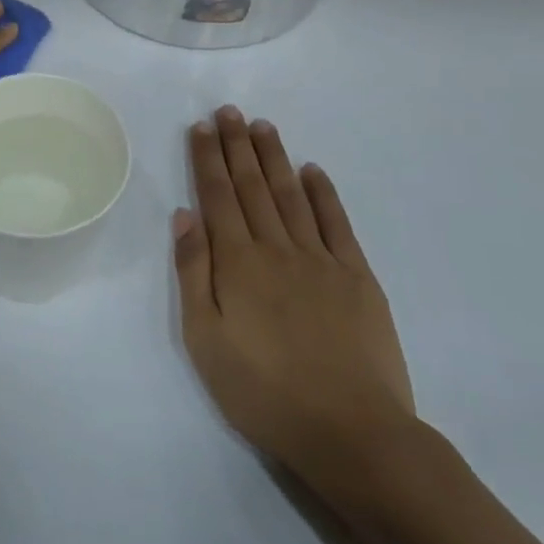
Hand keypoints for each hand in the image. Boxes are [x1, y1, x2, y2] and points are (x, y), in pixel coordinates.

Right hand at [173, 106, 417, 508]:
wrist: (351, 433)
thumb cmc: (263, 391)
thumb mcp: (205, 340)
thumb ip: (194, 273)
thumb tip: (186, 216)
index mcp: (238, 263)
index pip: (218, 196)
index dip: (208, 159)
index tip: (201, 127)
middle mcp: (277, 249)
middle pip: (253, 186)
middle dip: (237, 145)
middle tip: (229, 111)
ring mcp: (322, 260)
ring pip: (292, 196)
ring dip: (275, 158)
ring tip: (263, 126)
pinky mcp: (358, 278)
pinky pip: (337, 224)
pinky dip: (323, 194)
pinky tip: (313, 171)